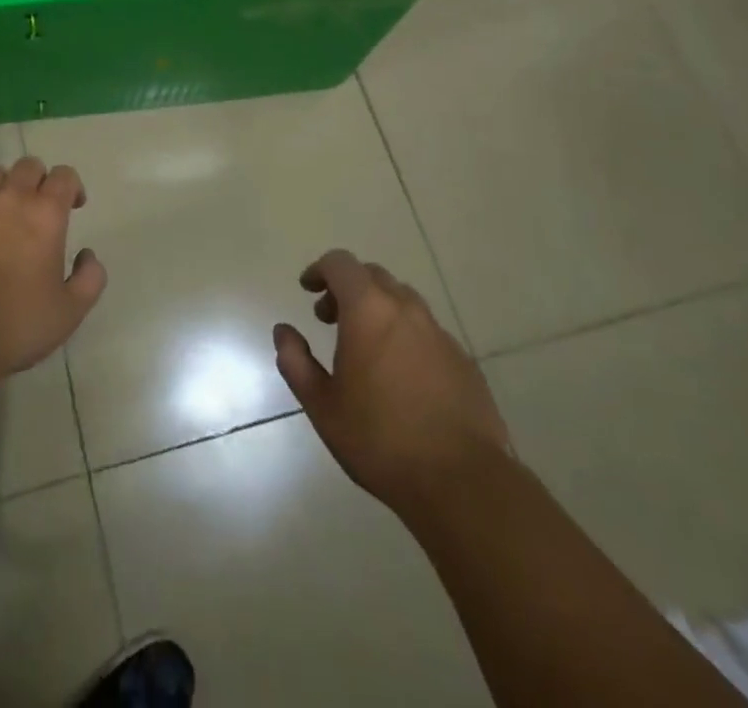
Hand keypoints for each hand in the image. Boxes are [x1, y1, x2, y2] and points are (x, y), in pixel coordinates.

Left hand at [0, 156, 107, 379]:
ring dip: (4, 187)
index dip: (72, 187)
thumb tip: (87, 255)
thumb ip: (90, 278)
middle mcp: (12, 195)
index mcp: (46, 213)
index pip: (65, 176)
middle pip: (29, 166)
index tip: (72, 207)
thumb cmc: (15, 323)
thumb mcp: (69, 312)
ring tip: (1, 213)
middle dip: (38, 182)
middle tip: (36, 210)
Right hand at [273, 249, 509, 514]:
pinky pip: (427, 331)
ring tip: (365, 347)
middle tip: (330, 319)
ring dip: (378, 309)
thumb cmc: (381, 440)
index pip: (341, 264)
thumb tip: (284, 332)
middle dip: (347, 288)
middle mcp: (406, 310)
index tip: (308, 290)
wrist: (464, 483)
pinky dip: (405, 335)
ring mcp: (440, 334)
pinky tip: (401, 375)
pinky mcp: (463, 361)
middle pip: (373, 276)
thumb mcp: (322, 406)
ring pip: (403, 301)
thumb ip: (296, 362)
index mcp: (369, 310)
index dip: (320, 270)